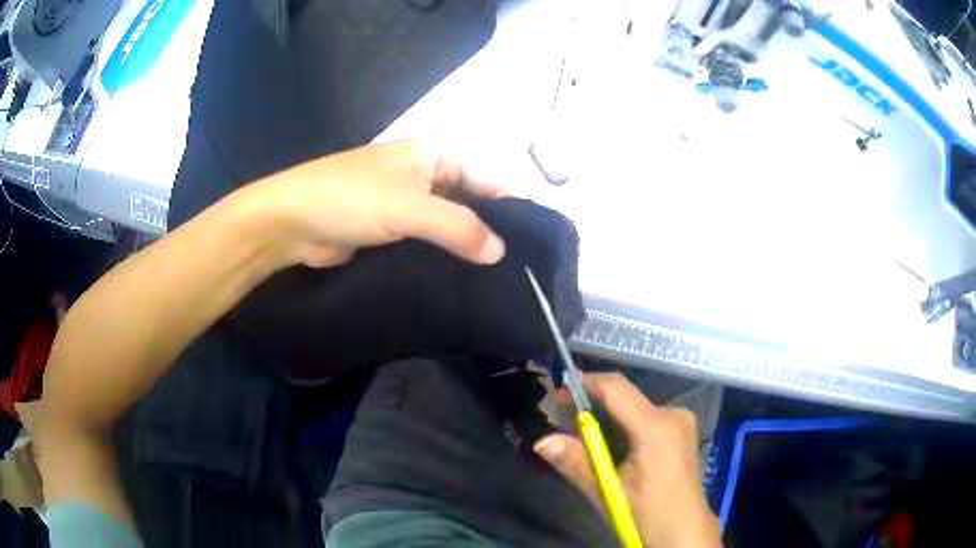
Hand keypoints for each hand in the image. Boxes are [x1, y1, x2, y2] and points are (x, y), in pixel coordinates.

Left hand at [248, 137, 506, 267]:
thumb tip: (500, 252)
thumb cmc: (350, 198)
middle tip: (518, 272)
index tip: (533, 247)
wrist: (291, 221)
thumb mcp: (409, 207)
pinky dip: (445, 256)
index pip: (490, 177)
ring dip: (468, 247)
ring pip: (452, 224)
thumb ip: (458, 226)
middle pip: (474, 201)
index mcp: (438, 153)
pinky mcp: (395, 228)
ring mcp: (411, 202)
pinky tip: (463, 281)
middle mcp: (429, 173)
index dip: (513, 208)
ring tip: (498, 282)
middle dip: (492, 231)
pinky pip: (430, 240)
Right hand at [534, 374, 721, 547]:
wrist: (684, 532)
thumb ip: (576, 463)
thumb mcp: (608, 492)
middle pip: (624, 398)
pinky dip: (623, 428)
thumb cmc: (647, 514)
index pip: (615, 388)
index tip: (555, 398)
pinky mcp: (681, 431)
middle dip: (591, 408)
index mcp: (656, 427)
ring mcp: (680, 421)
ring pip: (633, 409)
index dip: (583, 385)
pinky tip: (611, 449)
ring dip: (606, 420)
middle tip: (562, 425)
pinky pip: (645, 418)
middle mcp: (673, 414)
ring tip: (582, 443)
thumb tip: (541, 441)